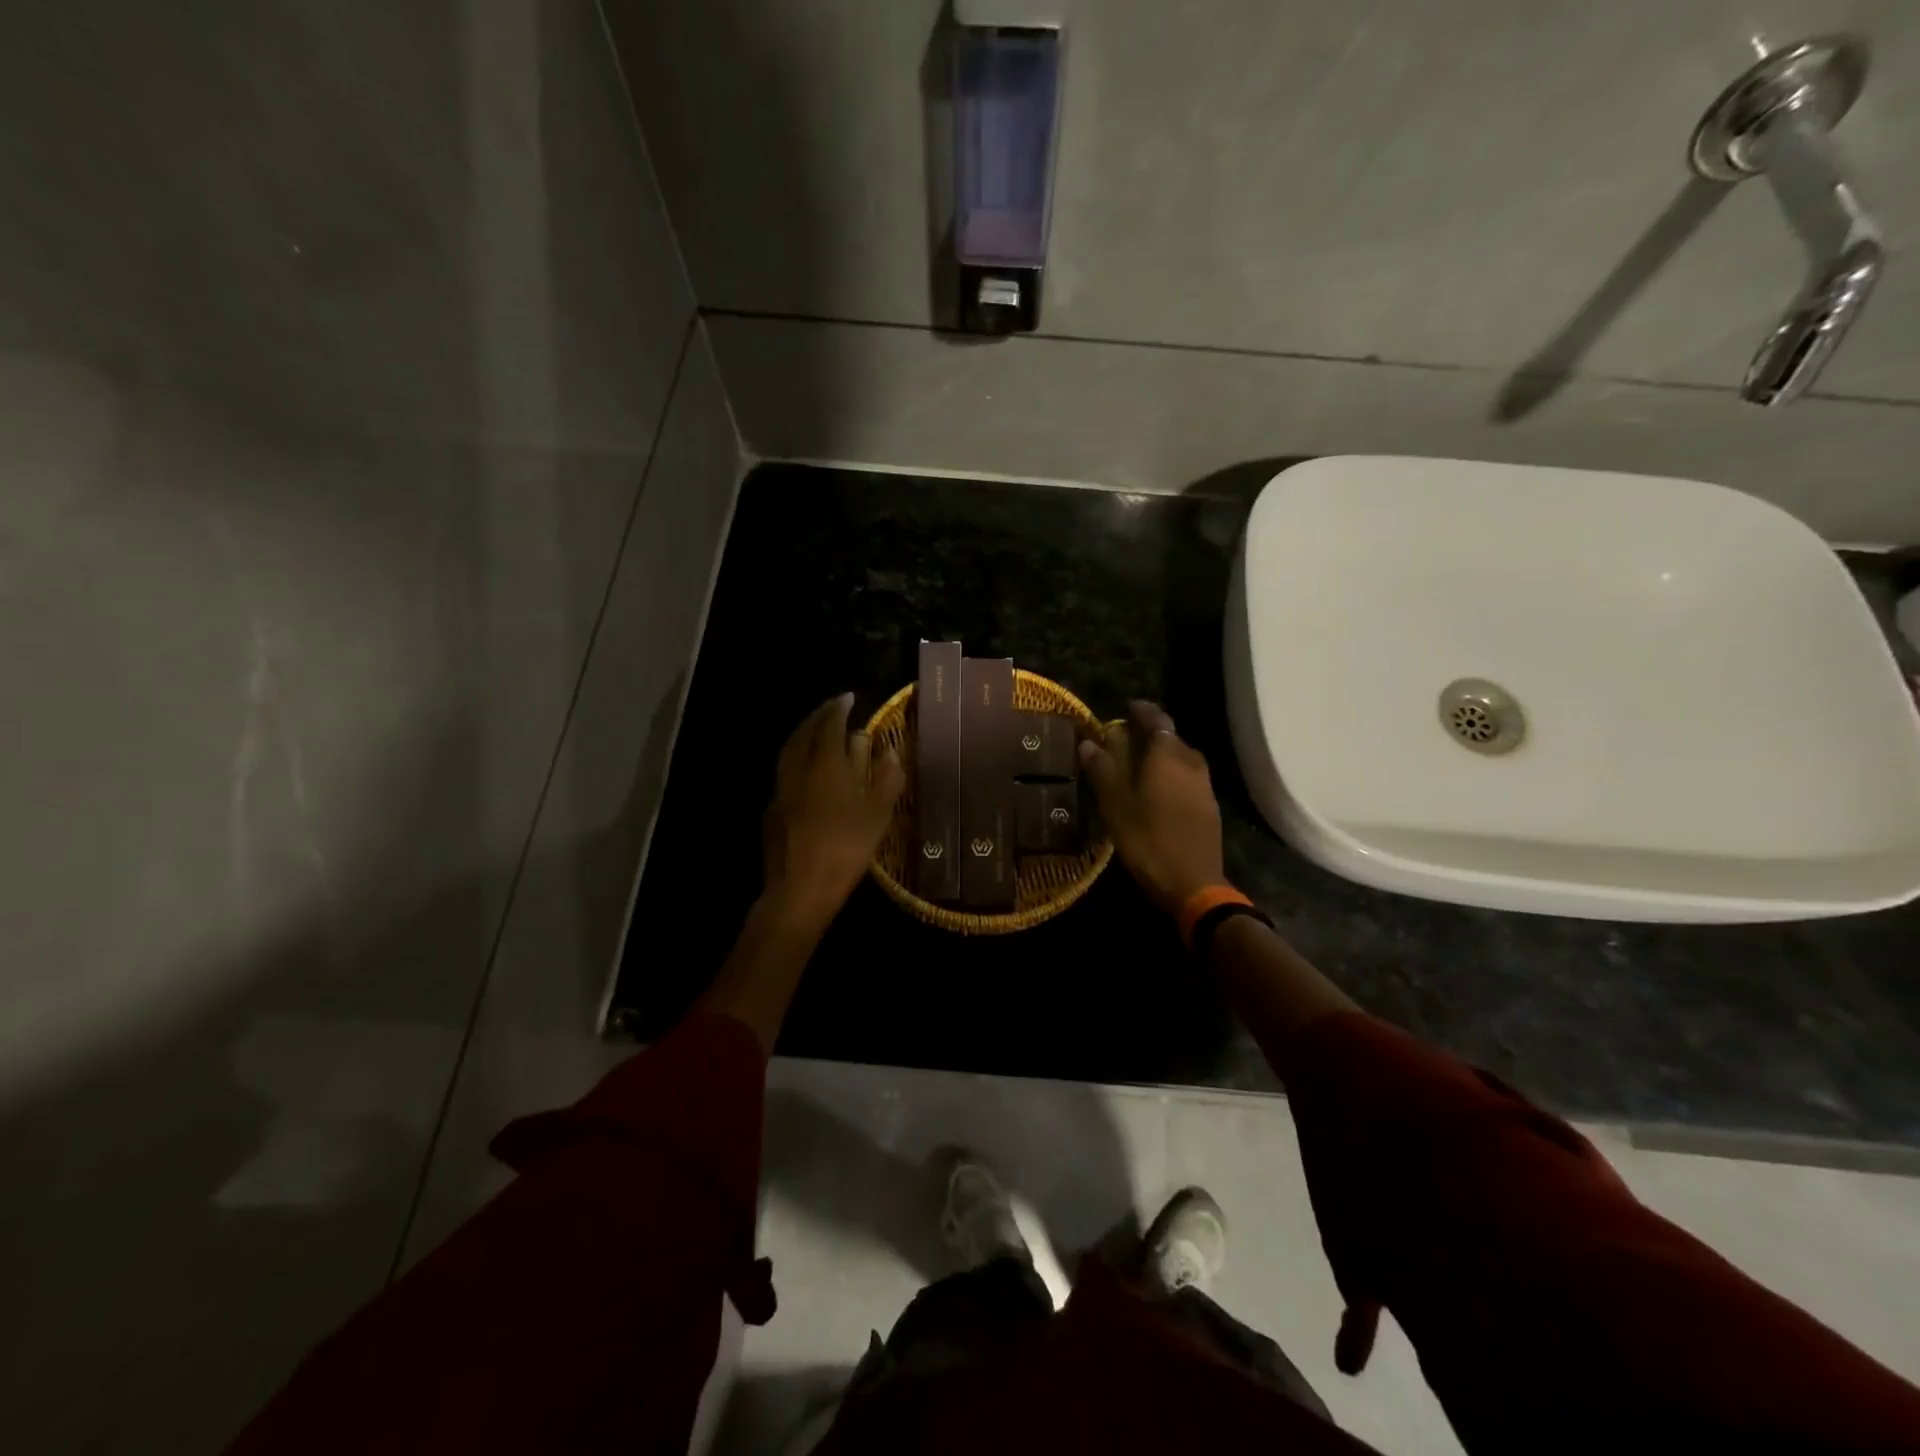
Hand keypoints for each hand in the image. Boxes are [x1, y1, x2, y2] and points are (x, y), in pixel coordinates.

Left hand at [762, 692, 904, 922]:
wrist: (800, 889)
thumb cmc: (846, 847)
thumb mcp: (877, 814)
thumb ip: (885, 779)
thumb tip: (890, 752)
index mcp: (825, 764)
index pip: (830, 725)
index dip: (839, 708)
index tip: (848, 697)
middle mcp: (798, 770)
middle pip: (804, 733)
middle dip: (818, 717)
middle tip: (831, 710)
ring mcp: (781, 791)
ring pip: (789, 752)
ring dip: (802, 736)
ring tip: (815, 733)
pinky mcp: (772, 812)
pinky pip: (784, 773)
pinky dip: (795, 760)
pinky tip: (804, 772)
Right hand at [1078, 700, 1226, 916]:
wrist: (1192, 883)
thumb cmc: (1147, 838)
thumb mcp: (1114, 803)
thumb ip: (1102, 769)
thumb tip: (1088, 742)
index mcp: (1167, 754)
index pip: (1156, 718)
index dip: (1141, 711)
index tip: (1127, 707)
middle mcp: (1190, 762)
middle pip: (1170, 738)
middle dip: (1149, 735)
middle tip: (1124, 740)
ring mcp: (1204, 785)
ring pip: (1181, 758)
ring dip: (1161, 756)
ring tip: (1138, 766)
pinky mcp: (1209, 807)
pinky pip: (1188, 778)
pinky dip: (1171, 776)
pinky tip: (1157, 792)